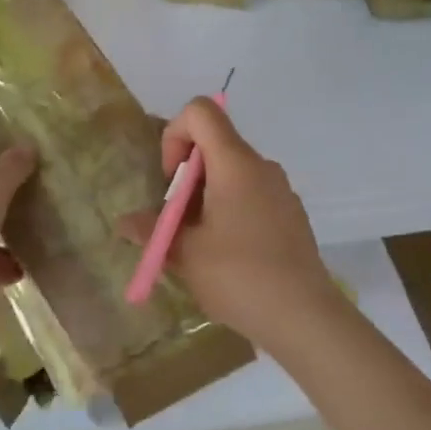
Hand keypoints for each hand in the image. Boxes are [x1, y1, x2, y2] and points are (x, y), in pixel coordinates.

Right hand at [118, 99, 340, 344]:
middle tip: (177, 220)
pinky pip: (251, 195)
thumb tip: (125, 223)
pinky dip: (230, 210)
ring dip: (206, 196)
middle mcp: (262, 167)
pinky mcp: (291, 215)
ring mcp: (281, 190)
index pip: (201, 112)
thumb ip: (152, 230)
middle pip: (215, 144)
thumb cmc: (239, 276)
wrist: (305, 317)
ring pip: (232, 173)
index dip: (175, 135)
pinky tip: (228, 254)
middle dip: (186, 175)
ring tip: (198, 243)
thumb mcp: (185, 254)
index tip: (171, 181)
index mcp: (236, 164)